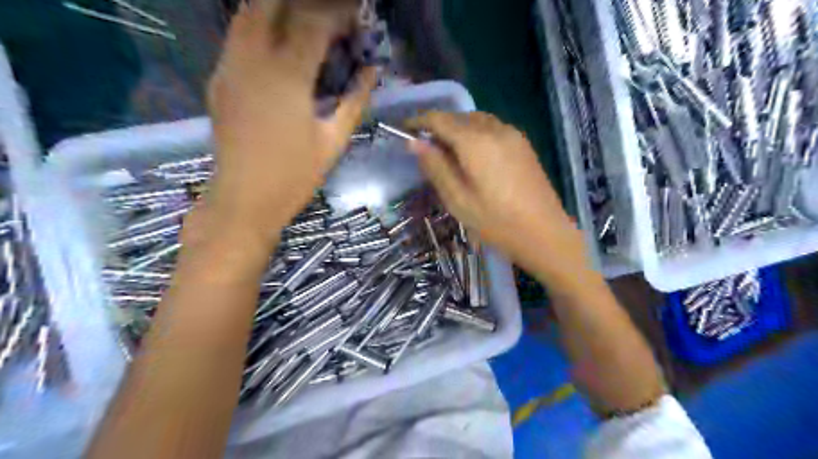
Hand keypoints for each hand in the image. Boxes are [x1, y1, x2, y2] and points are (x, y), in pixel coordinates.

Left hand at [204, 0, 375, 241]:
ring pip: (248, 13)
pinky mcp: (219, 78)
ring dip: (279, 9)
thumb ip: (354, 100)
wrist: (244, 199)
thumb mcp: (334, 140)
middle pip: (274, 4)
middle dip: (306, 5)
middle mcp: (253, 60)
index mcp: (288, 77)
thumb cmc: (295, 175)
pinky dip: (260, 26)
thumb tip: (372, 71)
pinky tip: (279, 42)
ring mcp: (230, 66)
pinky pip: (237, 36)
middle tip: (330, 19)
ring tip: (305, 23)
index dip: (338, 14)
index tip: (356, 17)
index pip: (314, 22)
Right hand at [412, 112, 592, 273]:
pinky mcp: (523, 144)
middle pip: (459, 117)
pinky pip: (492, 128)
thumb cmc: (496, 221)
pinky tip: (473, 155)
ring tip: (447, 152)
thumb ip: (436, 167)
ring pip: (476, 120)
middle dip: (438, 126)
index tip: (404, 129)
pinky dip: (475, 133)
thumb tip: (414, 143)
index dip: (419, 121)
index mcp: (475, 142)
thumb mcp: (457, 199)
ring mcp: (512, 135)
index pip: (440, 119)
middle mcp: (495, 129)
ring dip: (457, 128)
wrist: (544, 232)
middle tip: (425, 148)